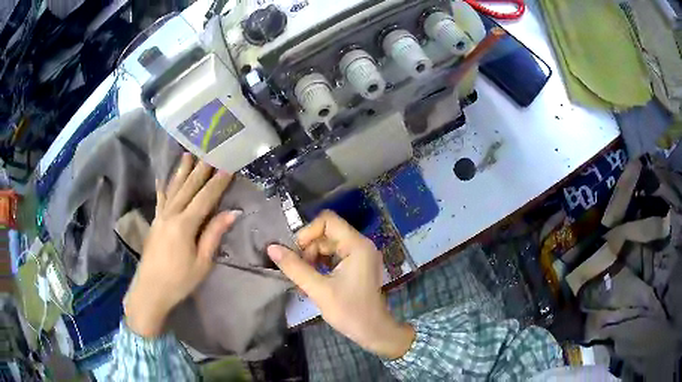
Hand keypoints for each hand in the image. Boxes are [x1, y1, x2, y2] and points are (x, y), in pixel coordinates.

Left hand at [125, 154, 239, 337]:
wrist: (150, 290)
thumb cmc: (179, 280)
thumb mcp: (202, 262)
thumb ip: (213, 235)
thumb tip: (231, 213)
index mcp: (184, 225)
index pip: (204, 198)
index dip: (217, 183)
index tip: (228, 166)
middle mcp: (171, 214)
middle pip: (188, 187)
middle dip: (201, 169)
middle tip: (210, 151)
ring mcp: (160, 217)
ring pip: (173, 189)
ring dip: (182, 171)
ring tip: (188, 154)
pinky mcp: (155, 222)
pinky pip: (160, 199)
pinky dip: (163, 187)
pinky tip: (163, 178)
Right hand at [267, 211, 414, 358]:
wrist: (373, 332)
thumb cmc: (349, 311)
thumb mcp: (319, 290)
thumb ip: (294, 267)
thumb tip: (271, 248)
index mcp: (357, 245)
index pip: (327, 221)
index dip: (307, 233)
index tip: (295, 253)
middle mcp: (360, 245)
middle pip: (326, 234)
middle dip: (308, 249)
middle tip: (298, 271)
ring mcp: (360, 255)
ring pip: (328, 245)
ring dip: (312, 259)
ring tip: (303, 279)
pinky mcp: (357, 266)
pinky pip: (334, 256)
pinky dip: (320, 265)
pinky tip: (312, 281)